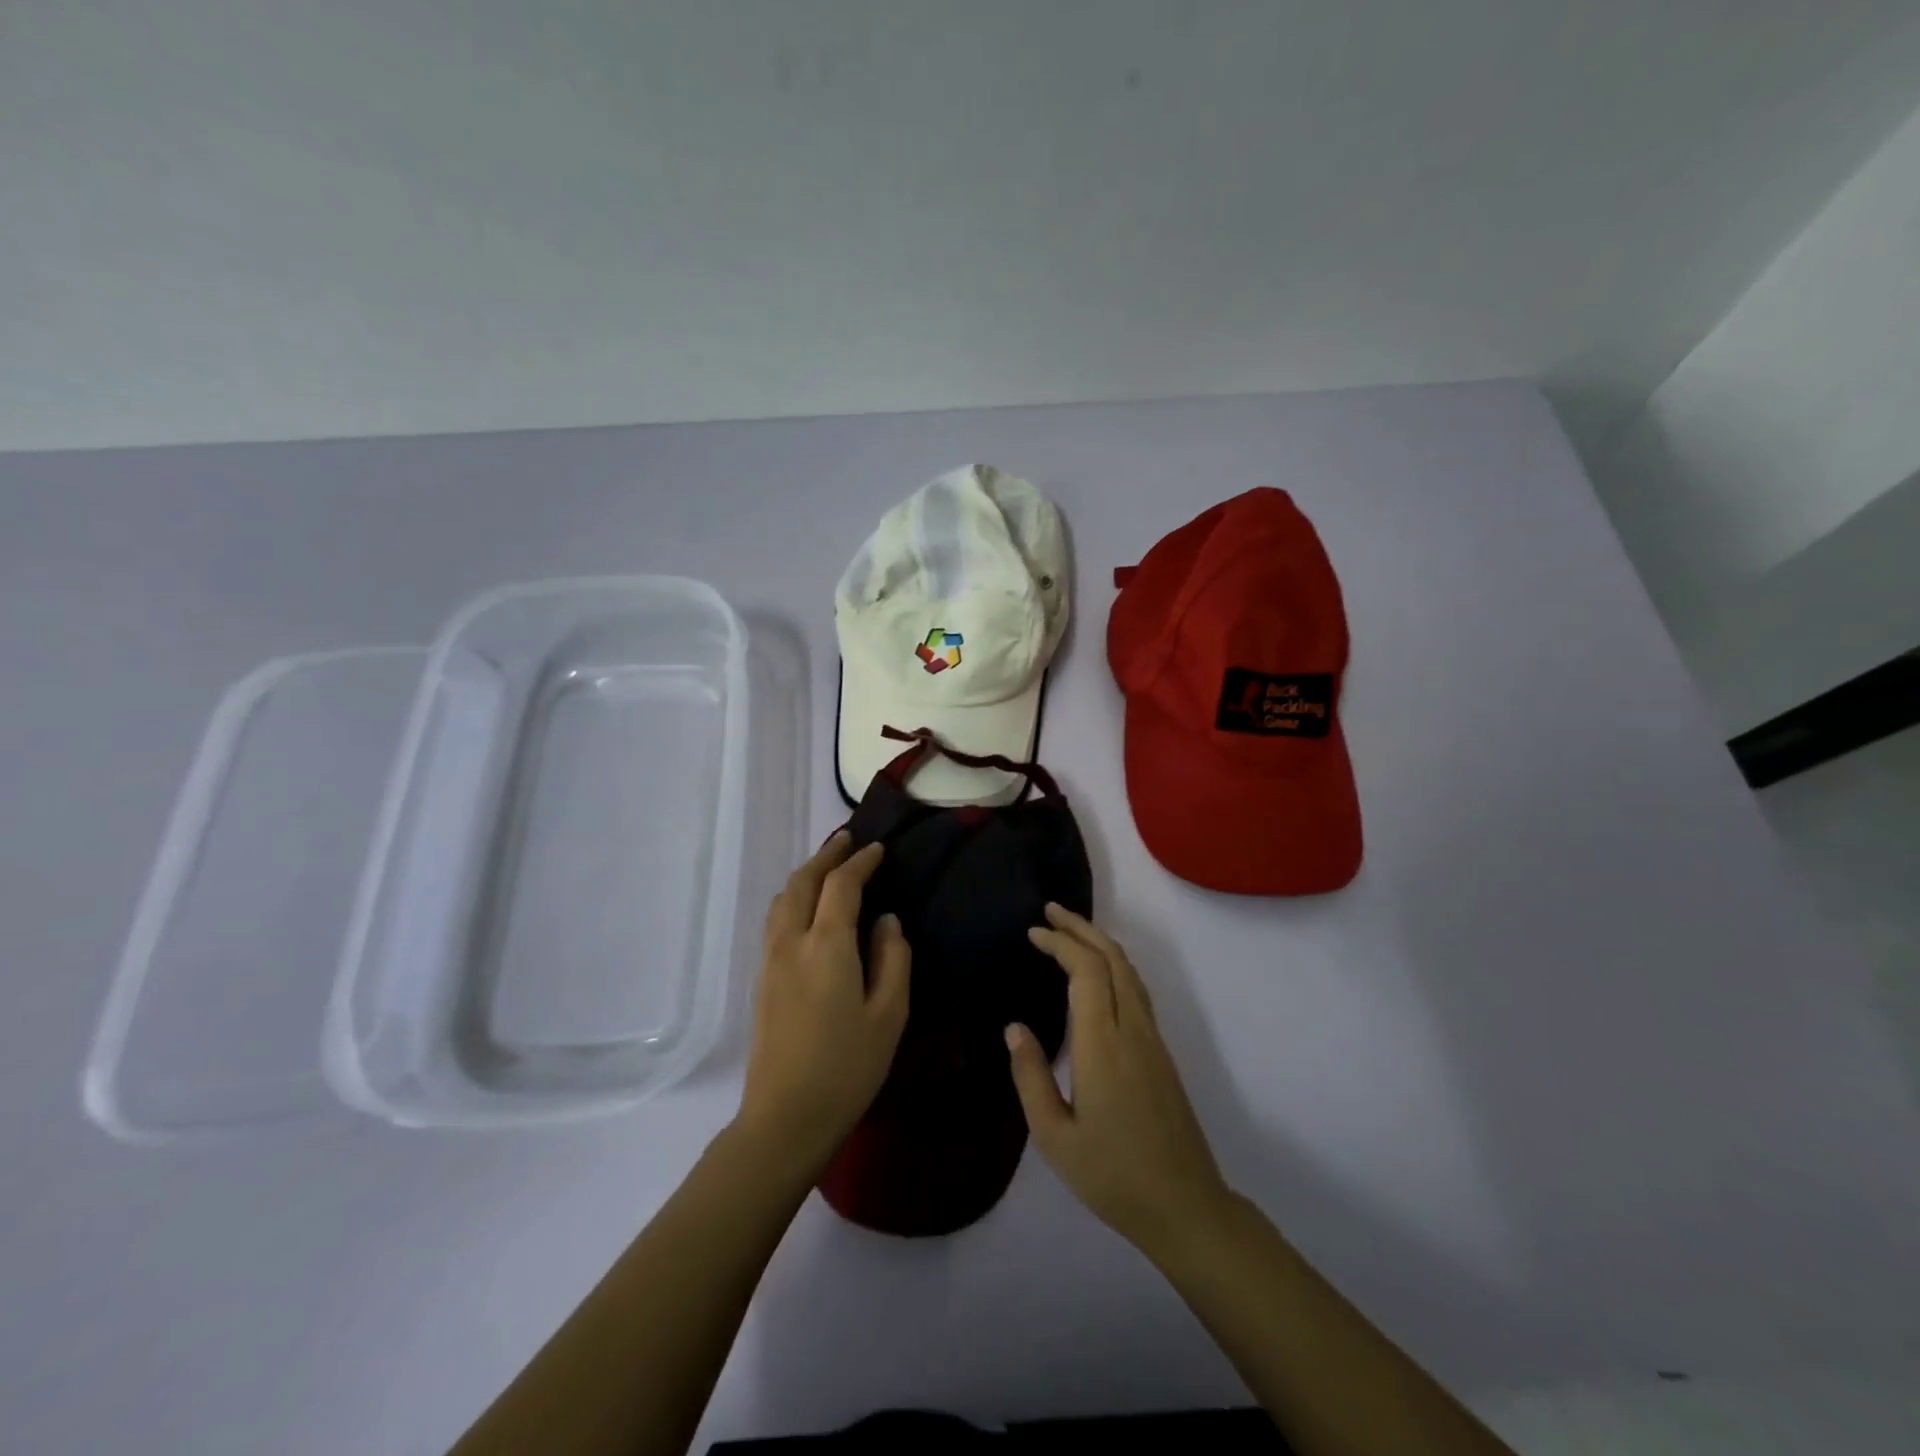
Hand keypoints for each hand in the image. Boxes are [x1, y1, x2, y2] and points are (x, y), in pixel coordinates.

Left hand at [736, 831, 910, 1174]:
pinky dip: (794, 898)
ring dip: (806, 875)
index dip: (860, 862)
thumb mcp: (889, 1014)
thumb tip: (887, 921)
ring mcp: (770, 961)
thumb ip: (892, 959)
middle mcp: (792, 942)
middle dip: (826, 857)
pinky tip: (809, 909)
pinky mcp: (762, 980)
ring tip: (828, 868)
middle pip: (803, 882)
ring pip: (783, 899)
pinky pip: (776, 920)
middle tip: (848, 841)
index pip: (841, 886)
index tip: (879, 850)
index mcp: (826, 946)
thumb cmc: (847, 1067)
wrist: (785, 1117)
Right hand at [1008, 904, 1232, 1256]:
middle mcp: (1131, 1029)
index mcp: (1102, 1044)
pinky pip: (1137, 989)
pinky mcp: (1161, 1051)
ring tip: (1071, 930)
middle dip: (1080, 928)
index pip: (1086, 970)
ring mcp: (1152, 1038)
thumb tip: (1014, 1028)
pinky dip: (1114, 964)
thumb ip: (1031, 1077)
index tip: (1033, 933)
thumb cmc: (1112, 1174)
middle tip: (1050, 911)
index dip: (1060, 943)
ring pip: (1129, 970)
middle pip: (1111, 958)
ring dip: (1100, 942)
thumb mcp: (1054, 1137)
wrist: (1185, 1205)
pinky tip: (1100, 972)